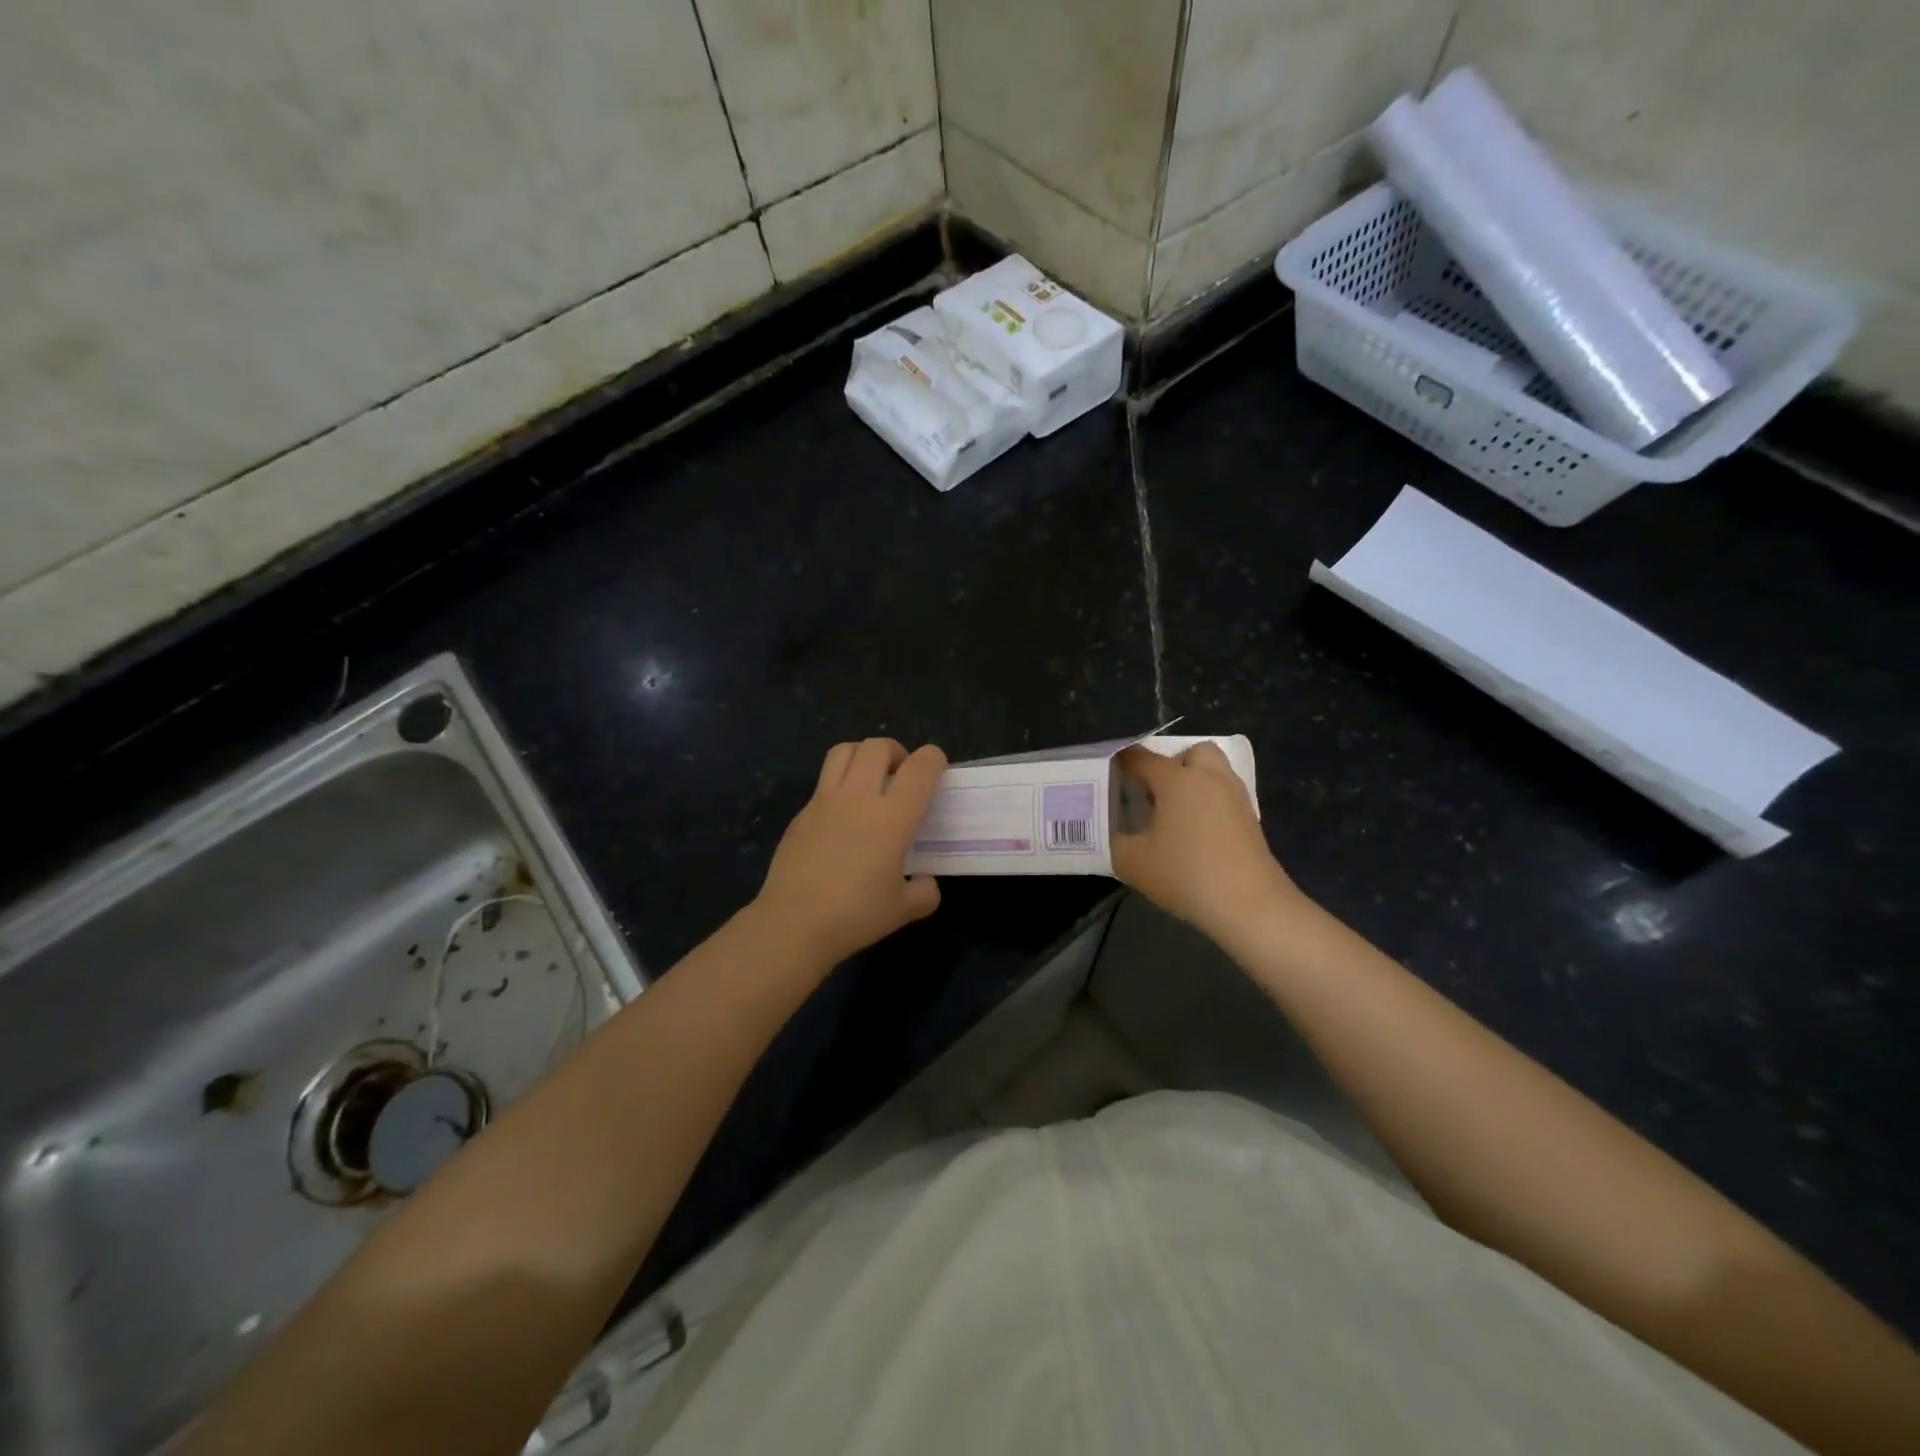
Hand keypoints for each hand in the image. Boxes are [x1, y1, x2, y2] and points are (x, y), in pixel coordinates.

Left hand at [753, 738, 947, 964]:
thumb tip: (925, 882)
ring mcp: (824, 801)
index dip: (934, 759)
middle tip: (901, 776)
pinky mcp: (801, 813)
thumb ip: (924, 892)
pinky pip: (824, 781)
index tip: (937, 770)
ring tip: (870, 780)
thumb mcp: (903, 911)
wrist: (793, 923)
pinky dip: (839, 783)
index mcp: (891, 817)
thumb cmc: (854, 915)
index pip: (919, 768)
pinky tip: (843, 815)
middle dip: (896, 751)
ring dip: (863, 755)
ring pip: (844, 751)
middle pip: (877, 746)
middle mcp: (858, 798)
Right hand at [1111, 742, 1299, 940]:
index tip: (1105, 776)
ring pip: (1212, 770)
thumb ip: (1113, 839)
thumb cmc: (1186, 875)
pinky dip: (1208, 802)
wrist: (1249, 905)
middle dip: (1169, 764)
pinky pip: (1224, 794)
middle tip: (1152, 792)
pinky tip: (1195, 832)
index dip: (1119, 763)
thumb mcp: (1132, 862)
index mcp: (1177, 779)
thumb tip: (1111, 830)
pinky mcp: (1250, 817)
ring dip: (1193, 781)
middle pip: (1188, 752)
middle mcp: (1208, 777)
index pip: (1140, 757)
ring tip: (1173, 812)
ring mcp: (1234, 795)